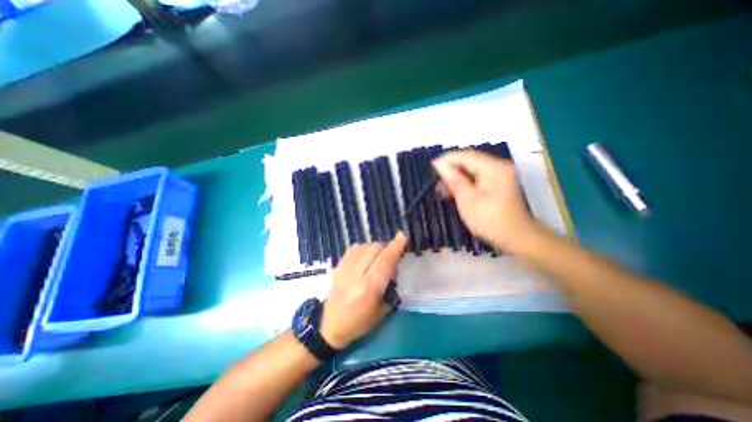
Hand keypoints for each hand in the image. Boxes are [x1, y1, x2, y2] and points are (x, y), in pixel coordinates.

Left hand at [320, 232, 408, 347]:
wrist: (330, 325)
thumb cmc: (360, 322)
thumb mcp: (382, 310)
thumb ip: (390, 286)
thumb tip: (394, 266)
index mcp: (369, 288)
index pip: (385, 261)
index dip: (395, 247)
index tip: (402, 236)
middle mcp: (357, 274)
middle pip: (375, 249)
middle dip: (387, 247)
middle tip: (391, 254)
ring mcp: (345, 268)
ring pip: (365, 246)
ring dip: (376, 247)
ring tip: (379, 256)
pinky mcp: (338, 266)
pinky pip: (354, 248)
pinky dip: (364, 247)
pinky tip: (366, 254)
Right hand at [432, 151, 536, 251]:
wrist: (516, 238)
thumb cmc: (490, 220)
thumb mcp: (467, 199)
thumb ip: (453, 179)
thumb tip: (439, 163)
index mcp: (493, 168)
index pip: (465, 156)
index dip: (447, 160)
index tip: (430, 167)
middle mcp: (498, 166)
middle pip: (469, 161)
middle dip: (451, 170)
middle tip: (436, 183)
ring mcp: (500, 174)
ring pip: (472, 170)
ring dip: (457, 178)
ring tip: (443, 190)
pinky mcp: (498, 183)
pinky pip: (477, 177)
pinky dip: (465, 183)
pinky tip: (455, 192)